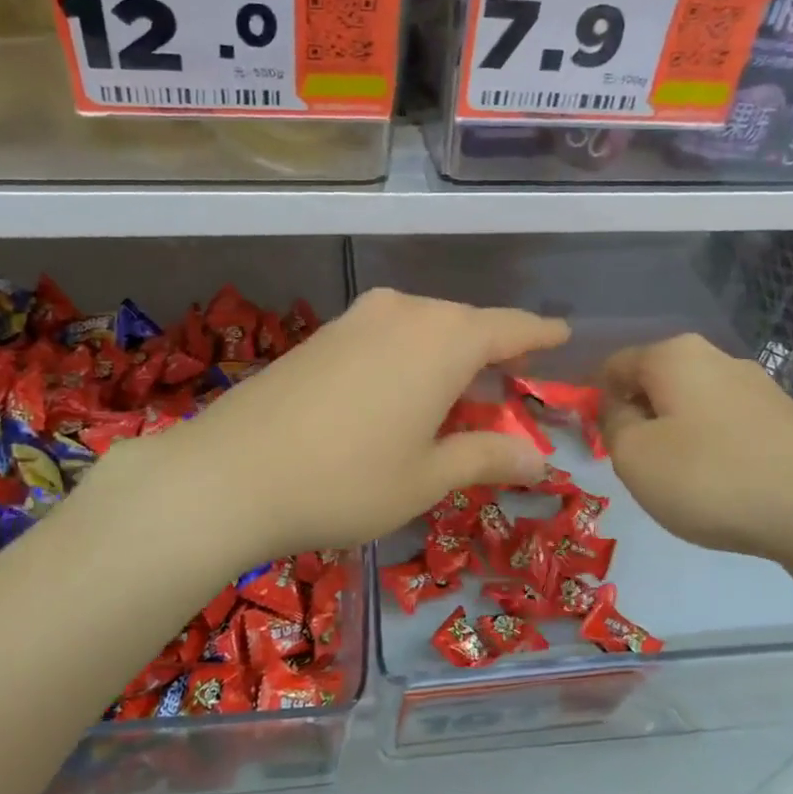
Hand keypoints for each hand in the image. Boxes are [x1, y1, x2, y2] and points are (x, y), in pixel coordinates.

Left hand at [97, 289, 567, 565]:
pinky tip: (402, 391)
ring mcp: (358, 318)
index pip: (511, 328)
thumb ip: (487, 457)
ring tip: (459, 392)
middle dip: (494, 352)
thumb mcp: (427, 477)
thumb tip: (540, 461)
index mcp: (445, 340)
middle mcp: (405, 312)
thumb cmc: (347, 481)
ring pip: (425, 327)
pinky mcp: (323, 334)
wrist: (229, 473)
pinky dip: (410, 356)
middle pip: (466, 325)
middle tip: (512, 384)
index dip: (540, 334)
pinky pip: (388, 334)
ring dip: (449, 355)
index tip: (562, 336)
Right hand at [599, 333, 792, 567]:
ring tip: (680, 482)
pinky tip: (721, 486)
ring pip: (692, 405)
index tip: (593, 438)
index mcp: (674, 355)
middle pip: (656, 382)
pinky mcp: (786, 420)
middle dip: (638, 417)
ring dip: (674, 435)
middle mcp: (717, 358)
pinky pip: (727, 427)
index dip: (594, 397)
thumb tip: (618, 407)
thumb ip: (611, 424)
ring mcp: (758, 387)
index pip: (614, 364)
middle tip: (635, 464)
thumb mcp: (634, 456)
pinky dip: (711, 449)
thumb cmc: (711, 477)